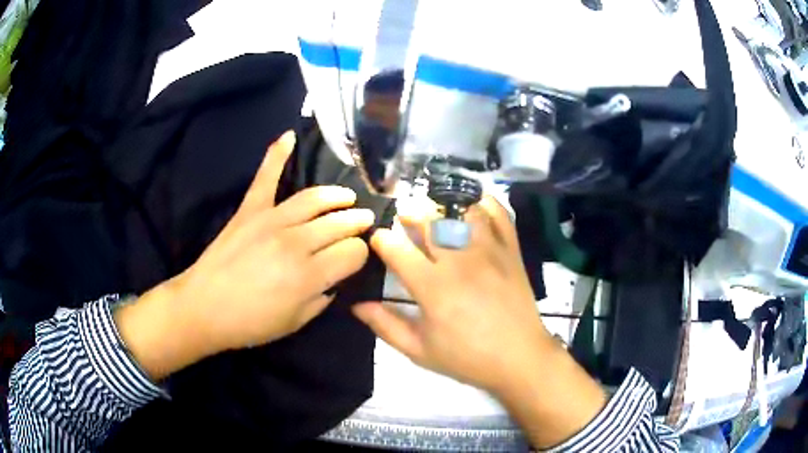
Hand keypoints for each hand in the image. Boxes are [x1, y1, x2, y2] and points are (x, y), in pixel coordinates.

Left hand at [116, 131, 374, 379]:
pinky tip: (289, 136)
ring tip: (348, 197)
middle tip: (365, 220)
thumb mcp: (296, 322)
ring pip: (314, 199)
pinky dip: (276, 155)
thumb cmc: (250, 323)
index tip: (357, 257)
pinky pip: (265, 177)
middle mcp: (296, 242)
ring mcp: (271, 220)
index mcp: (309, 275)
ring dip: (337, 196)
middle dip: (358, 222)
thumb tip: (335, 276)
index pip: (353, 252)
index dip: (361, 254)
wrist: (203, 308)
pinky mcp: (250, 210)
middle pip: (339, 224)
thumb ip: (323, 297)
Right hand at [352, 196, 548, 392]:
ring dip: (443, 206)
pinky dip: (485, 204)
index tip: (378, 241)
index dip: (380, 239)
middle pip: (427, 220)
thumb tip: (356, 304)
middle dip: (408, 214)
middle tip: (403, 220)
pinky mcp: (511, 250)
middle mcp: (459, 260)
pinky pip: (499, 215)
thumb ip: (386, 325)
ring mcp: (489, 251)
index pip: (396, 248)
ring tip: (436, 213)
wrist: (519, 358)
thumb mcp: (420, 350)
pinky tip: (472, 207)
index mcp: (432, 286)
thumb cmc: (467, 358)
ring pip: (461, 210)